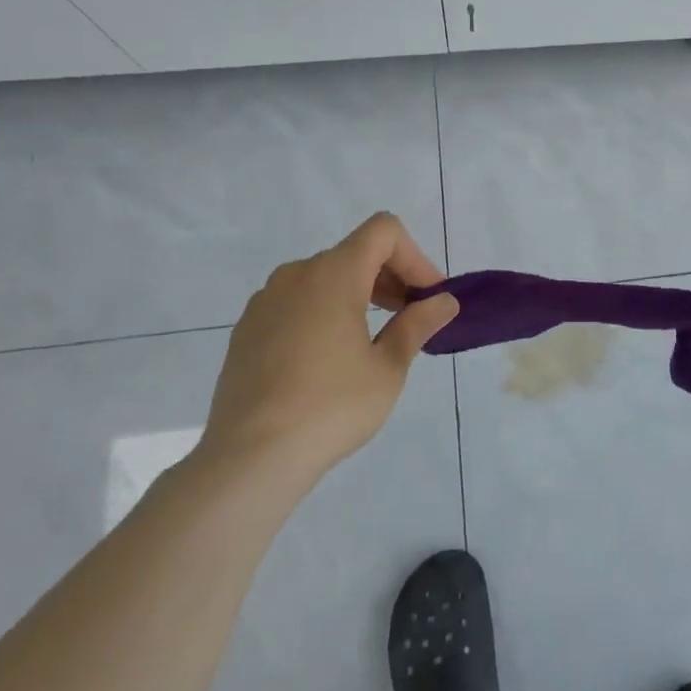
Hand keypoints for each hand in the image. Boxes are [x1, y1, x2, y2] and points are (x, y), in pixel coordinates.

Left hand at [199, 213, 457, 487]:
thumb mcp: (388, 368)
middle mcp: (297, 274)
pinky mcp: (246, 329)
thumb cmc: (331, 407)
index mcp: (334, 274)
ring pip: (324, 278)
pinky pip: (296, 302)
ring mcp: (266, 300)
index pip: (383, 231)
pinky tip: (328, 360)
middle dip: (391, 278)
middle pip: (355, 253)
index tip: (427, 297)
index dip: (414, 256)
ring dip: (358, 295)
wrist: (248, 458)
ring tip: (372, 342)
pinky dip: (324, 312)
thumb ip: (417, 324)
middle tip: (411, 320)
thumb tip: (444, 301)